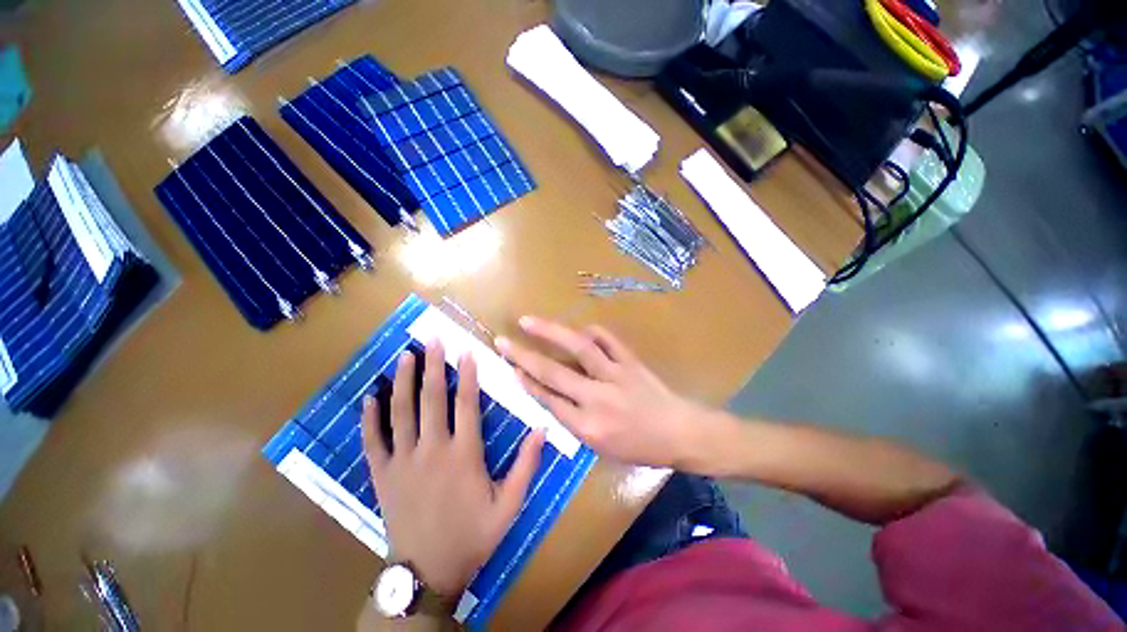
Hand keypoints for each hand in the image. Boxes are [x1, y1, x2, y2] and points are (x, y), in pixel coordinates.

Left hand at [360, 341, 543, 596]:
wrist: (428, 572)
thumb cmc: (473, 535)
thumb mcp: (510, 505)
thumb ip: (527, 465)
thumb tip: (543, 429)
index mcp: (463, 454)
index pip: (466, 404)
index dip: (467, 375)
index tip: (466, 351)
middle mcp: (431, 450)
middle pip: (431, 399)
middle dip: (433, 366)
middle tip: (432, 340)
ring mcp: (402, 461)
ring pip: (400, 412)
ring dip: (403, 381)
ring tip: (405, 356)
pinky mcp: (382, 475)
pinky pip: (372, 441)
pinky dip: (370, 417)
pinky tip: (370, 397)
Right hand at [495, 317, 705, 467]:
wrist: (681, 433)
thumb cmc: (640, 448)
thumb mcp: (602, 448)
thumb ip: (574, 422)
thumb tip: (551, 395)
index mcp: (589, 426)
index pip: (549, 399)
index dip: (526, 381)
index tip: (510, 366)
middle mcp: (598, 398)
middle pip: (554, 372)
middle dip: (524, 356)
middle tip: (503, 341)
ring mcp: (616, 375)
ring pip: (578, 348)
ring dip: (551, 332)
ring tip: (529, 321)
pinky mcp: (631, 361)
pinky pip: (608, 340)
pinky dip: (591, 331)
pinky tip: (579, 328)